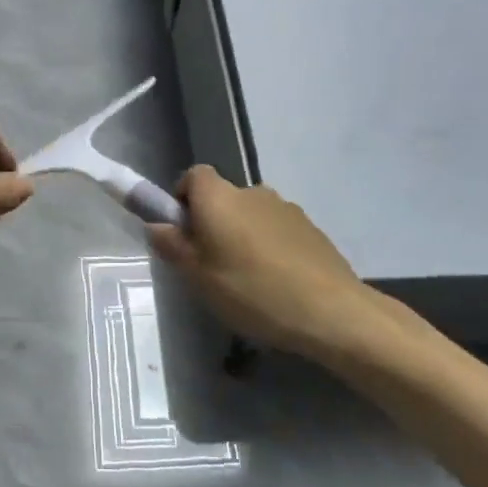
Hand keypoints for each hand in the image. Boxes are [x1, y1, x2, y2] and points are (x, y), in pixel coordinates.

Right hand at [146, 165, 423, 367]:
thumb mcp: (199, 277)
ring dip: (242, 236)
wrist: (331, 311)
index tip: (183, 232)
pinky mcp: (310, 228)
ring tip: (247, 280)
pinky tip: (276, 283)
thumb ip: (173, 246)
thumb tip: (156, 225)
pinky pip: (276, 230)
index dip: (183, 198)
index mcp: (219, 198)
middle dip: (213, 223)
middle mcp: (251, 192)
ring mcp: (286, 208)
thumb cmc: (252, 291)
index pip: (193, 175)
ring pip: (250, 215)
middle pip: (222, 197)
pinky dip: (269, 247)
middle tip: (210, 265)